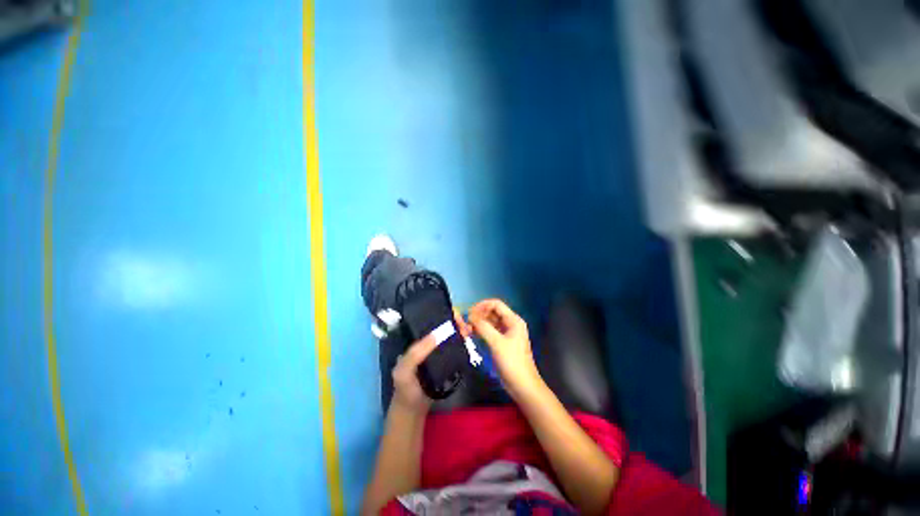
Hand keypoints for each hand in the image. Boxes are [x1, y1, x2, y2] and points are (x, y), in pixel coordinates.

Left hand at [391, 309, 471, 412]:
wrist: (413, 410)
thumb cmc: (406, 388)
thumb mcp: (405, 370)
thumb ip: (416, 353)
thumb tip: (437, 333)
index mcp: (417, 340)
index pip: (431, 322)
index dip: (444, 316)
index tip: (457, 319)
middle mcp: (428, 342)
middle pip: (444, 326)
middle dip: (456, 323)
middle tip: (466, 329)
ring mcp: (438, 352)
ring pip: (451, 335)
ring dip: (461, 331)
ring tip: (469, 333)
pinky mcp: (446, 361)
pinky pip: (455, 347)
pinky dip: (463, 342)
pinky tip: (469, 341)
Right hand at [468, 299, 541, 398]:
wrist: (522, 385)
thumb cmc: (512, 362)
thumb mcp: (497, 343)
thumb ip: (483, 327)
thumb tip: (470, 316)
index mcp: (513, 320)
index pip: (496, 304)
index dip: (482, 306)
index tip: (469, 313)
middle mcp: (510, 324)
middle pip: (492, 313)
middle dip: (478, 316)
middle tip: (465, 323)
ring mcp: (505, 334)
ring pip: (489, 323)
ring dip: (478, 324)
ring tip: (466, 330)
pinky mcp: (501, 343)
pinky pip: (489, 332)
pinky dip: (480, 332)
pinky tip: (470, 335)